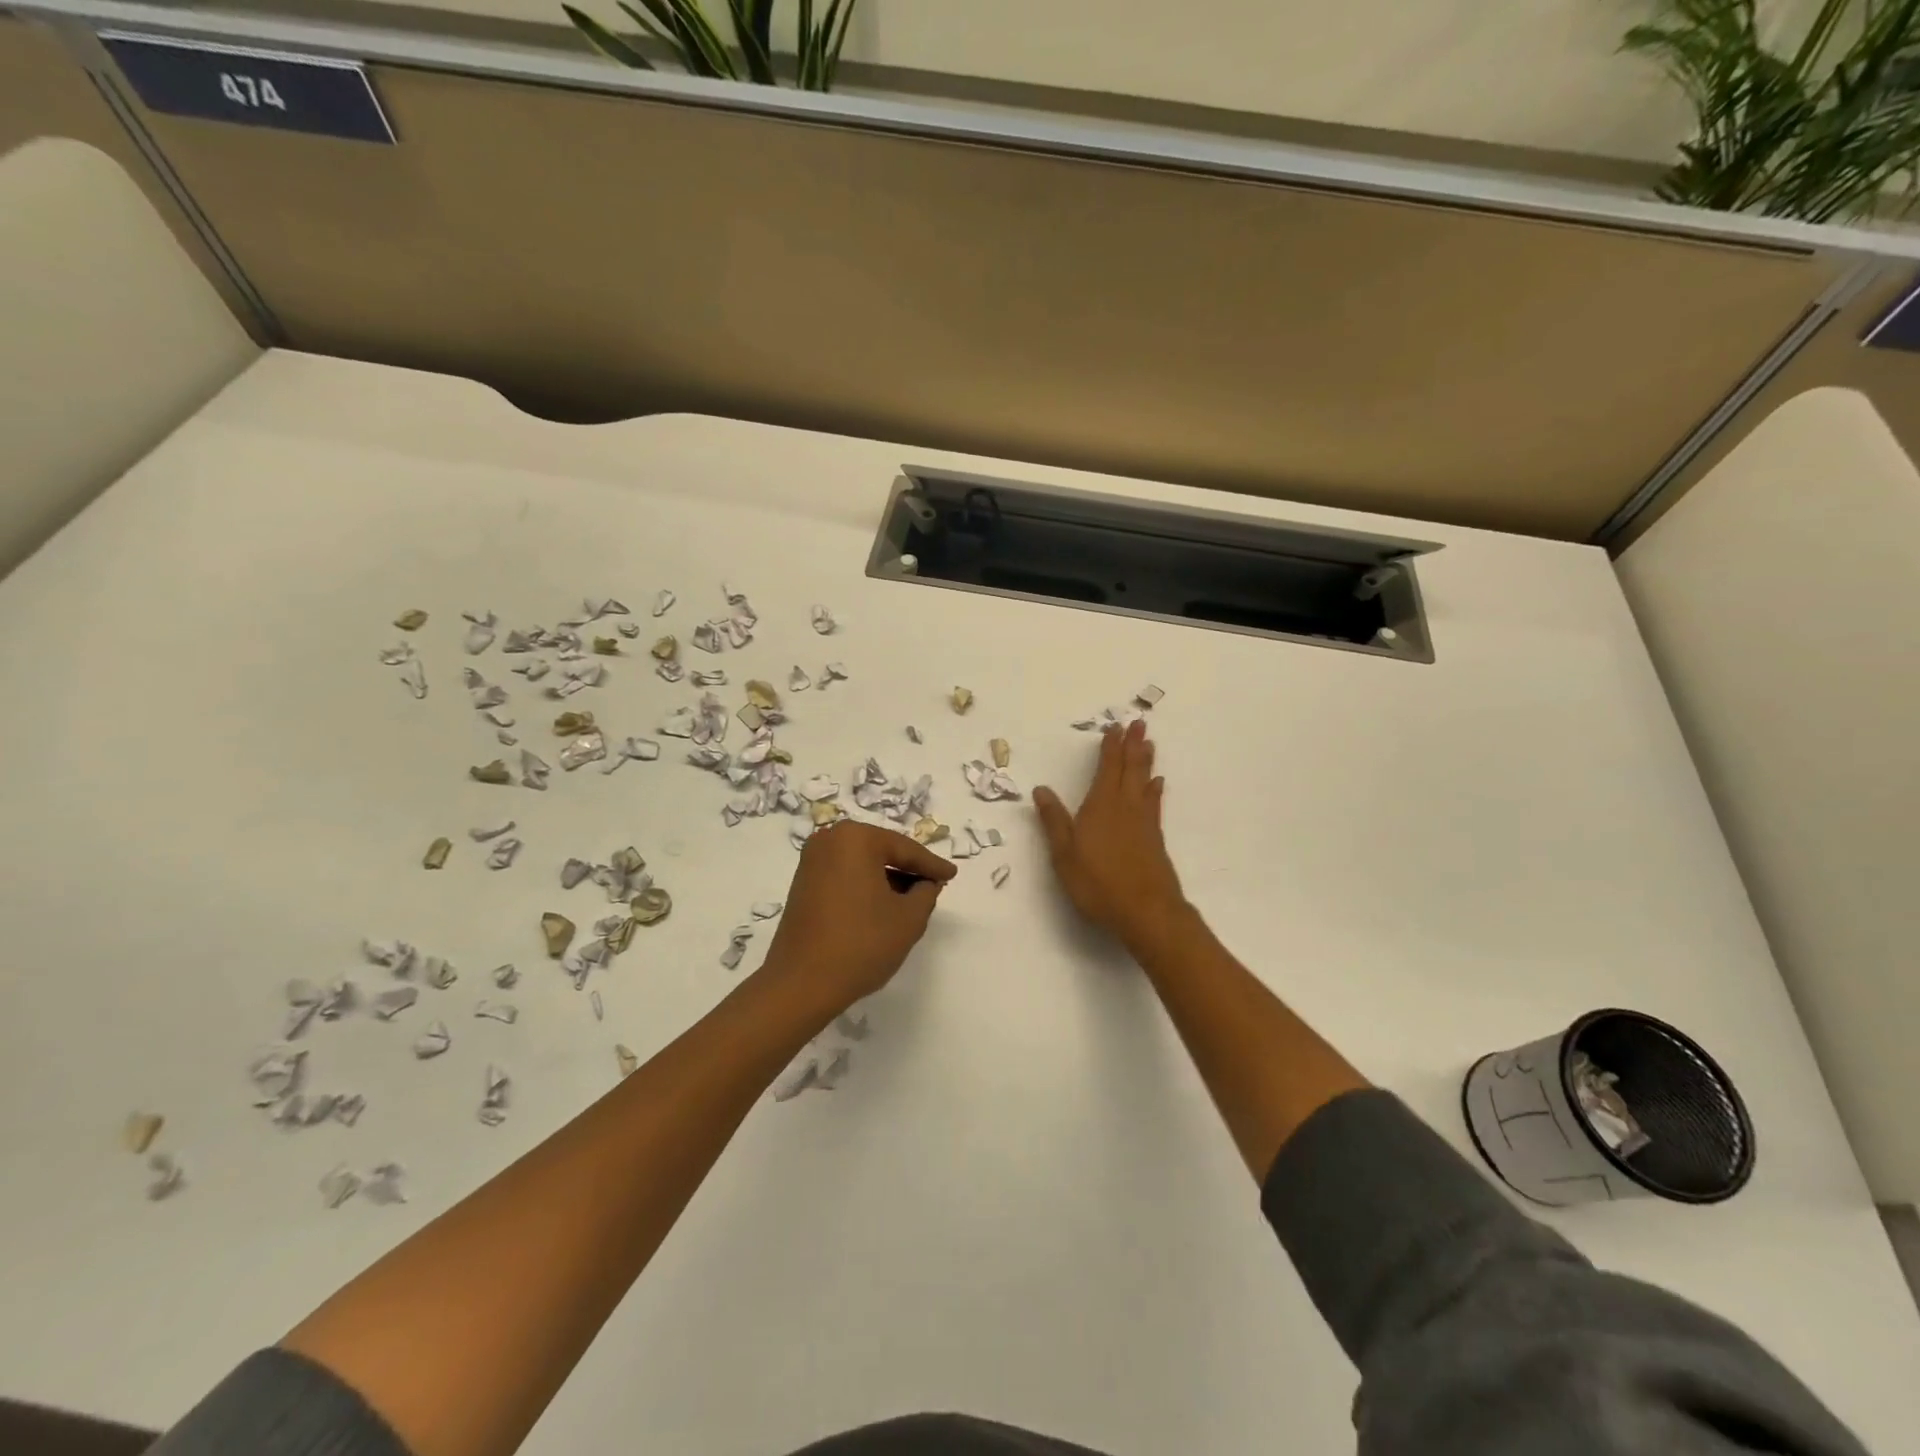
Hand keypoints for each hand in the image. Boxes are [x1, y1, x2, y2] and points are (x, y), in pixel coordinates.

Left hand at [761, 821, 957, 1011]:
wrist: (801, 984)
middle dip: (908, 870)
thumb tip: (926, 884)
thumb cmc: (861, 944)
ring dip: (887, 880)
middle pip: (882, 852)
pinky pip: (845, 876)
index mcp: (855, 838)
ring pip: (863, 865)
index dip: (932, 865)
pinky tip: (884, 907)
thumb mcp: (909, 919)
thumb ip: (926, 893)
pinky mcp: (803, 884)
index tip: (952, 875)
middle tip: (935, 885)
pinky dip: (866, 887)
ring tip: (913, 900)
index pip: (905, 849)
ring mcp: (811, 862)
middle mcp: (829, 840)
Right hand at [1034, 719, 1187, 952]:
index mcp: (1101, 805)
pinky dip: (1155, 789)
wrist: (1146, 911)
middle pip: (1130, 768)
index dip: (1110, 747)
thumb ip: (1054, 820)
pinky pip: (1154, 803)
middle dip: (1133, 745)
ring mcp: (1143, 822)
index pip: (1106, 768)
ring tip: (1150, 744)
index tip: (1114, 727)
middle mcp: (1125, 806)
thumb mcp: (1064, 853)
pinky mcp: (1155, 838)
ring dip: (1146, 761)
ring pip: (1145, 782)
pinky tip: (1157, 784)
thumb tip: (1040, 789)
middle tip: (1139, 723)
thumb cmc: (1098, 882)